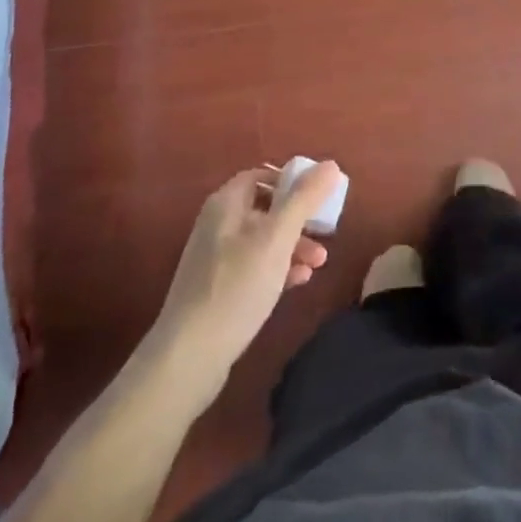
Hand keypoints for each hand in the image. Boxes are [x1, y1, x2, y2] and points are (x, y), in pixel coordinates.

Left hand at [152, 163, 340, 394]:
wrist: (190, 356)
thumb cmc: (237, 287)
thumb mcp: (277, 238)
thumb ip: (304, 199)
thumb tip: (330, 164)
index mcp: (226, 204)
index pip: (261, 175)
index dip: (291, 181)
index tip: (319, 196)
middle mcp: (217, 224)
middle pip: (265, 208)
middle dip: (298, 218)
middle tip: (325, 231)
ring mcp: (215, 258)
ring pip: (262, 240)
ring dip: (293, 245)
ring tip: (320, 263)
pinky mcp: (218, 289)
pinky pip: (254, 267)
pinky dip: (278, 268)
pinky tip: (299, 282)